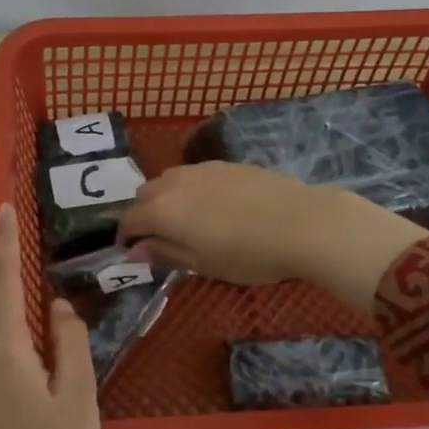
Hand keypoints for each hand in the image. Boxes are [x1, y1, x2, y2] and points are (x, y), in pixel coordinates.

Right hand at [116, 161, 428, 313]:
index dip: (125, 238)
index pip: (129, 221)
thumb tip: (134, 251)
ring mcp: (201, 169)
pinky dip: (188, 189)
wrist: (303, 222)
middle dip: (142, 215)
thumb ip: (164, 253)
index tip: (131, 253)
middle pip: (144, 195)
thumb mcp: (202, 264)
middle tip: (158, 238)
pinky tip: (211, 206)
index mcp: (162, 210)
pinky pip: (193, 175)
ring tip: (184, 221)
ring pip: (168, 180)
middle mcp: (174, 183)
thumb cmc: (248, 254)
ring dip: (164, 198)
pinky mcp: (226, 164)